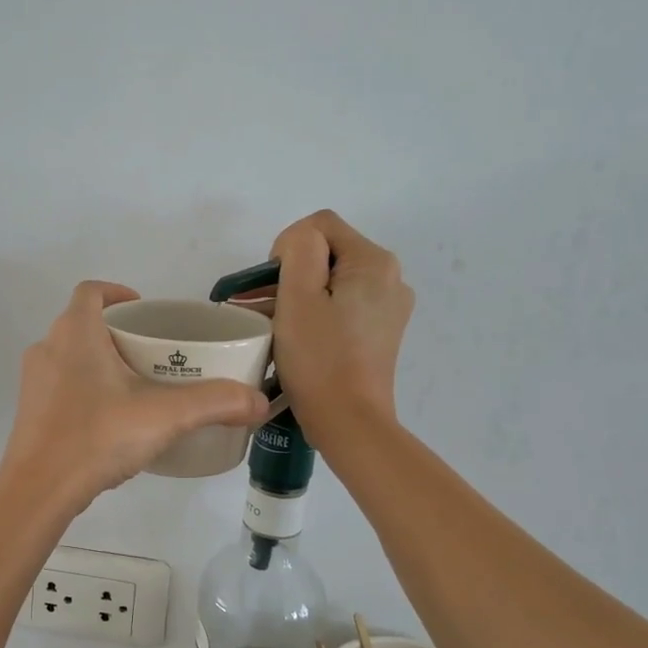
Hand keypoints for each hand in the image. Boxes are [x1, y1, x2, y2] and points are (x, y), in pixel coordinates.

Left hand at [0, 281, 269, 509]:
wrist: (38, 489)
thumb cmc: (98, 436)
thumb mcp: (165, 416)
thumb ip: (216, 403)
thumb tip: (260, 402)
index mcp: (76, 333)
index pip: (91, 291)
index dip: (117, 293)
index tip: (144, 312)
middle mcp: (48, 348)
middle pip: (83, 324)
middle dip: (117, 333)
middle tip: (153, 355)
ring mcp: (34, 382)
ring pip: (70, 356)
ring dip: (100, 362)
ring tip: (136, 387)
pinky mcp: (30, 412)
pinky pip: (61, 386)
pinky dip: (85, 390)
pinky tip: (110, 420)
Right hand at [268, 211, 414, 441]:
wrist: (349, 422)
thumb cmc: (319, 358)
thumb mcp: (299, 296)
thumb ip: (299, 249)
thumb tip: (298, 244)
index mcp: (374, 262)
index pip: (320, 225)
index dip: (286, 247)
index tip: (271, 286)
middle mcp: (390, 278)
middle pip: (327, 252)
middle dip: (289, 273)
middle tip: (258, 305)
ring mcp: (387, 307)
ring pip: (331, 281)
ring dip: (297, 294)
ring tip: (264, 321)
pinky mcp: (379, 332)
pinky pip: (340, 306)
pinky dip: (314, 312)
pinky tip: (291, 334)